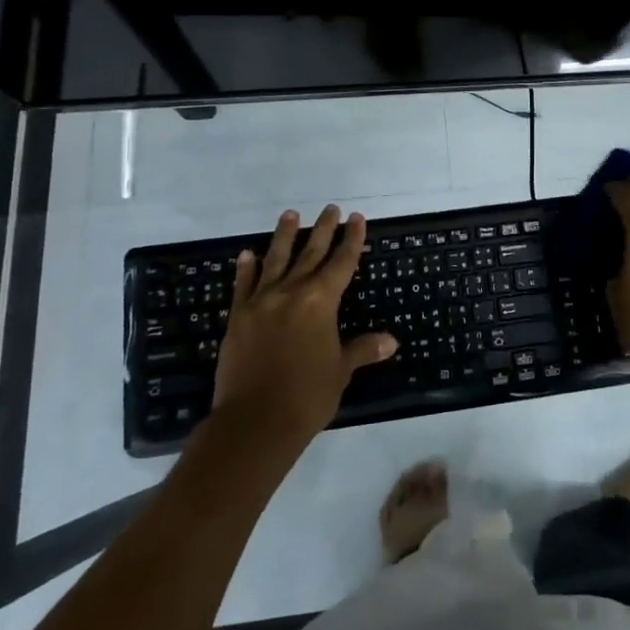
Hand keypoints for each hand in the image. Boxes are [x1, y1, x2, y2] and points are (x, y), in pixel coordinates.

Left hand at [211, 205, 396, 445]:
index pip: (342, 262)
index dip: (352, 240)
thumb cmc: (307, 395)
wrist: (254, 421)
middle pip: (311, 253)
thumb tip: (391, 340)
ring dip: (284, 236)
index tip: (357, 219)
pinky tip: (248, 254)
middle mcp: (291, 292)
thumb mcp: (341, 370)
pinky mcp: (238, 317)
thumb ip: (362, 349)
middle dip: (323, 230)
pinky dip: (246, 268)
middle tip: (331, 208)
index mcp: (321, 301)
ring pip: (276, 260)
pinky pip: (243, 285)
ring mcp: (261, 302)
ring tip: (290, 214)